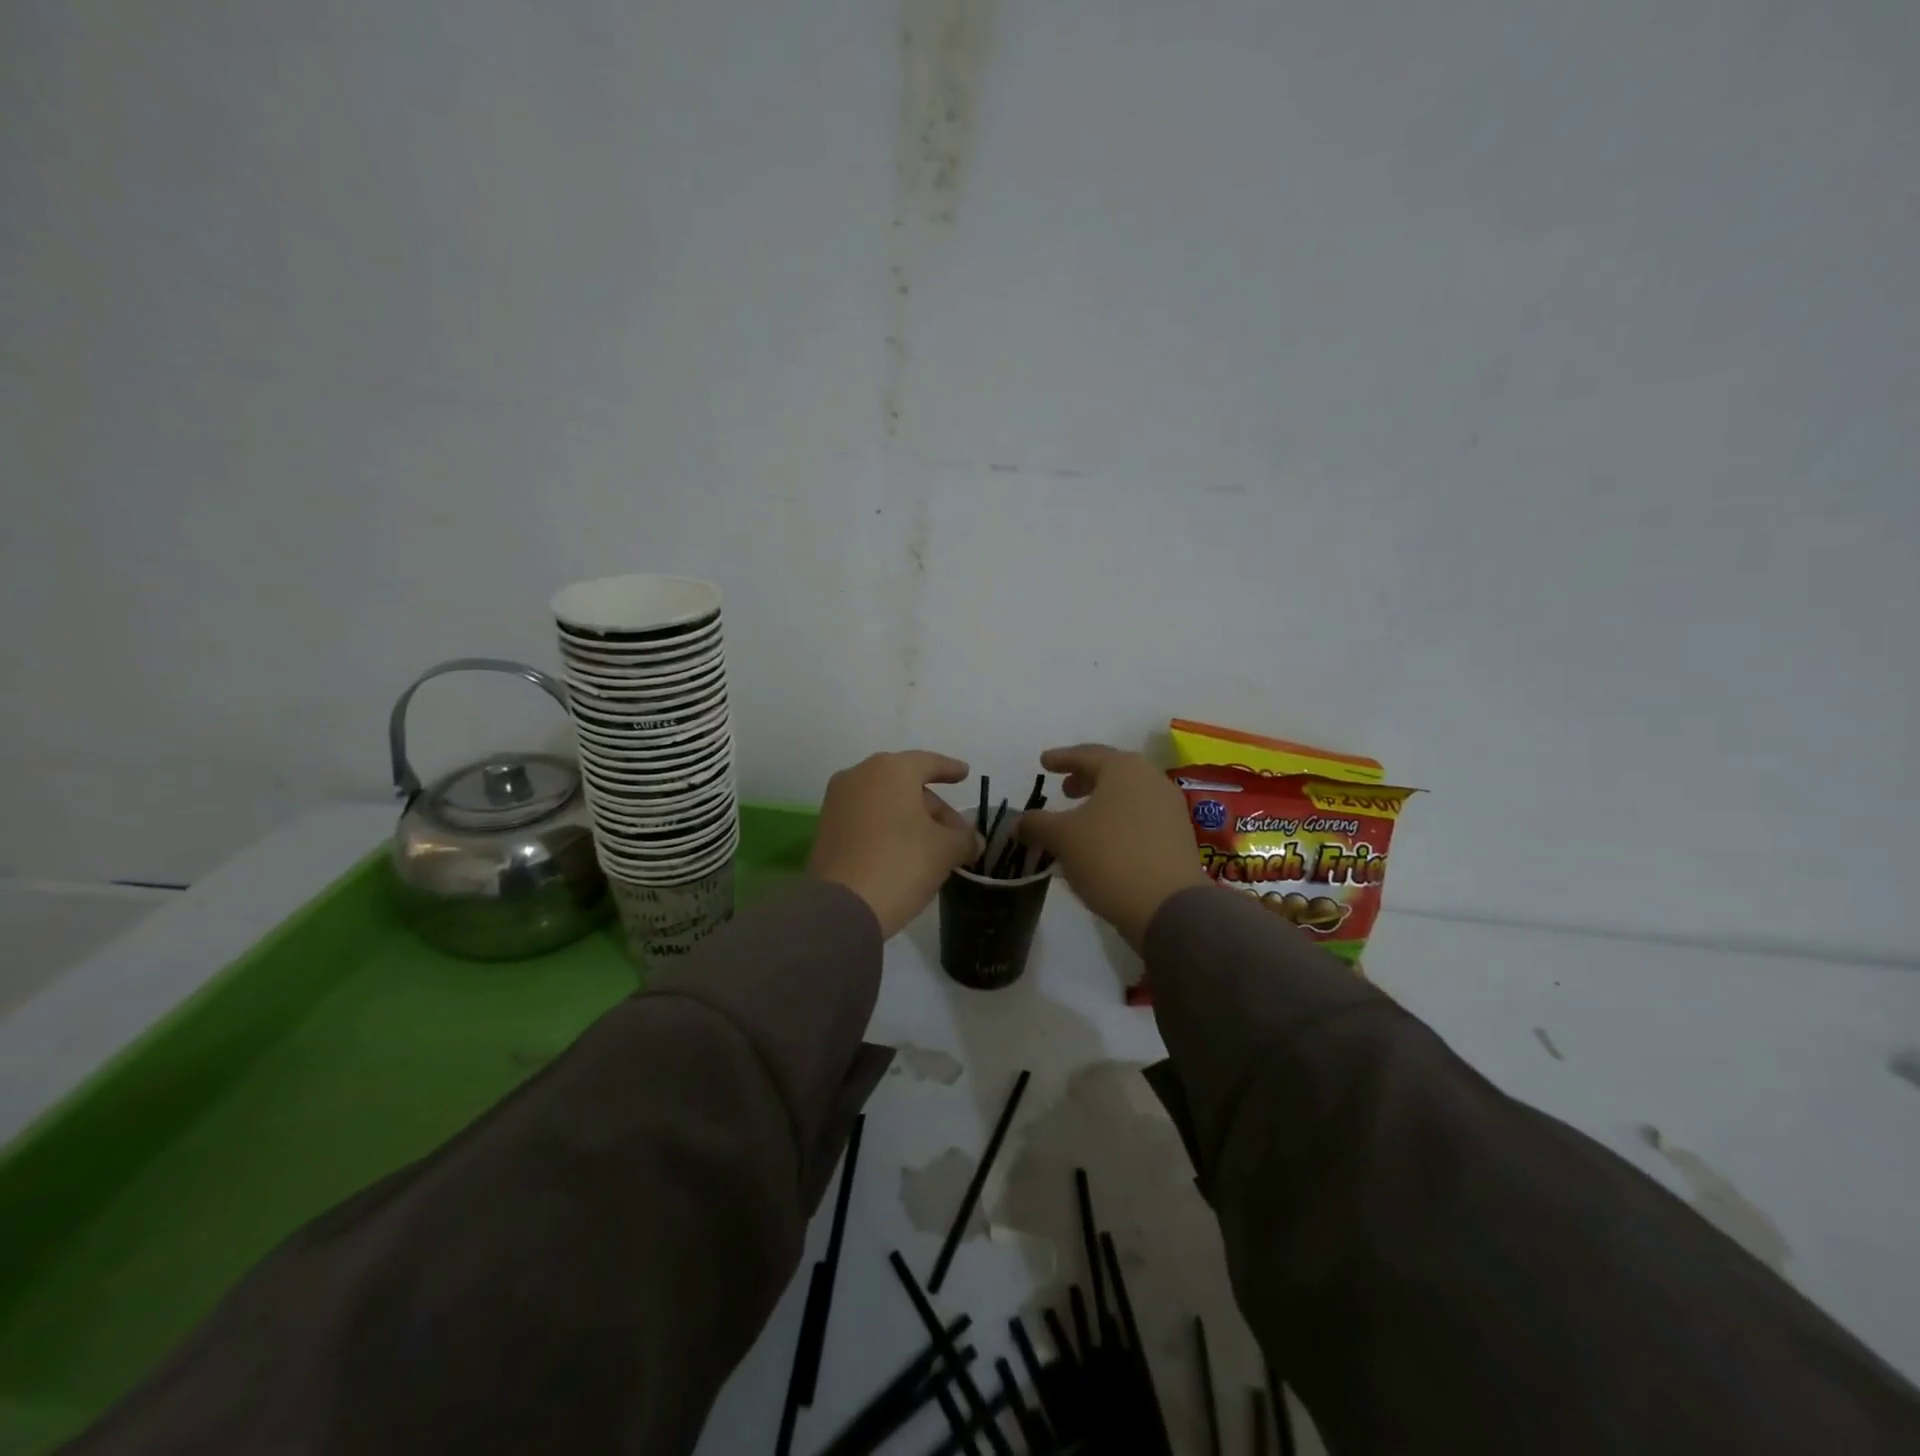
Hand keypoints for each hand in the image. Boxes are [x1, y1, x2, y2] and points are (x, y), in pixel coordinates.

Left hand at [808, 751, 981, 938]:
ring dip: (910, 819)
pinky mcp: (826, 828)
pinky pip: (866, 818)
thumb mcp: (945, 850)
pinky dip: (887, 828)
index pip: (928, 762)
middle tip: (955, 832)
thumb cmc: (901, 863)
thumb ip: (964, 838)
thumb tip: (972, 841)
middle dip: (933, 806)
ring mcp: (837, 801)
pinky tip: (903, 853)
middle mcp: (860, 775)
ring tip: (932, 847)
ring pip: (885, 802)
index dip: (950, 769)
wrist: (842, 906)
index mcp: (891, 769)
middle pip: (906, 783)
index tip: (964, 774)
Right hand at [1016, 744, 1208, 949]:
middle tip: (1064, 790)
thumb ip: (1037, 823)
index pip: (1086, 754)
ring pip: (1129, 795)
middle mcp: (1151, 779)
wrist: (1169, 906)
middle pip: (1112, 771)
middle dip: (1085, 778)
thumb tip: (1020, 821)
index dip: (1061, 758)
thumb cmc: (1110, 857)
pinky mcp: (1179, 836)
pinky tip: (1103, 841)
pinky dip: (1119, 820)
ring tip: (1081, 818)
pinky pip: (1141, 817)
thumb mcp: (1062, 838)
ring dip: (1103, 802)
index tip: (1044, 763)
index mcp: (1123, 768)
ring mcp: (1170, 808)